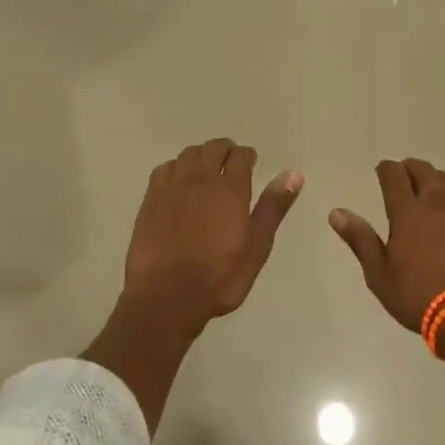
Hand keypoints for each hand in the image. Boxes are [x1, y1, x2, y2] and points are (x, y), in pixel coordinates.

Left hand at [122, 138, 303, 335]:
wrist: (166, 296)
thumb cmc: (220, 276)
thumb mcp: (257, 246)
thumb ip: (273, 207)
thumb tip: (293, 173)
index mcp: (230, 188)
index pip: (240, 155)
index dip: (247, 156)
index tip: (250, 163)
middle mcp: (201, 178)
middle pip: (213, 148)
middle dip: (225, 150)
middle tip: (231, 162)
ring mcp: (172, 187)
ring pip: (188, 154)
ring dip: (201, 155)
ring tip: (206, 168)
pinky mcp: (150, 199)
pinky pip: (165, 169)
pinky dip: (176, 167)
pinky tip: (179, 181)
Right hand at [329, 159, 444, 332]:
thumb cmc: (417, 296)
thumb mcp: (379, 273)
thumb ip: (360, 239)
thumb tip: (336, 212)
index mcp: (407, 212)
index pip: (394, 174)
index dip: (385, 168)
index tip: (381, 172)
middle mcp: (435, 203)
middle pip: (423, 170)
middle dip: (410, 168)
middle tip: (403, 176)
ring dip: (434, 179)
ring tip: (428, 189)